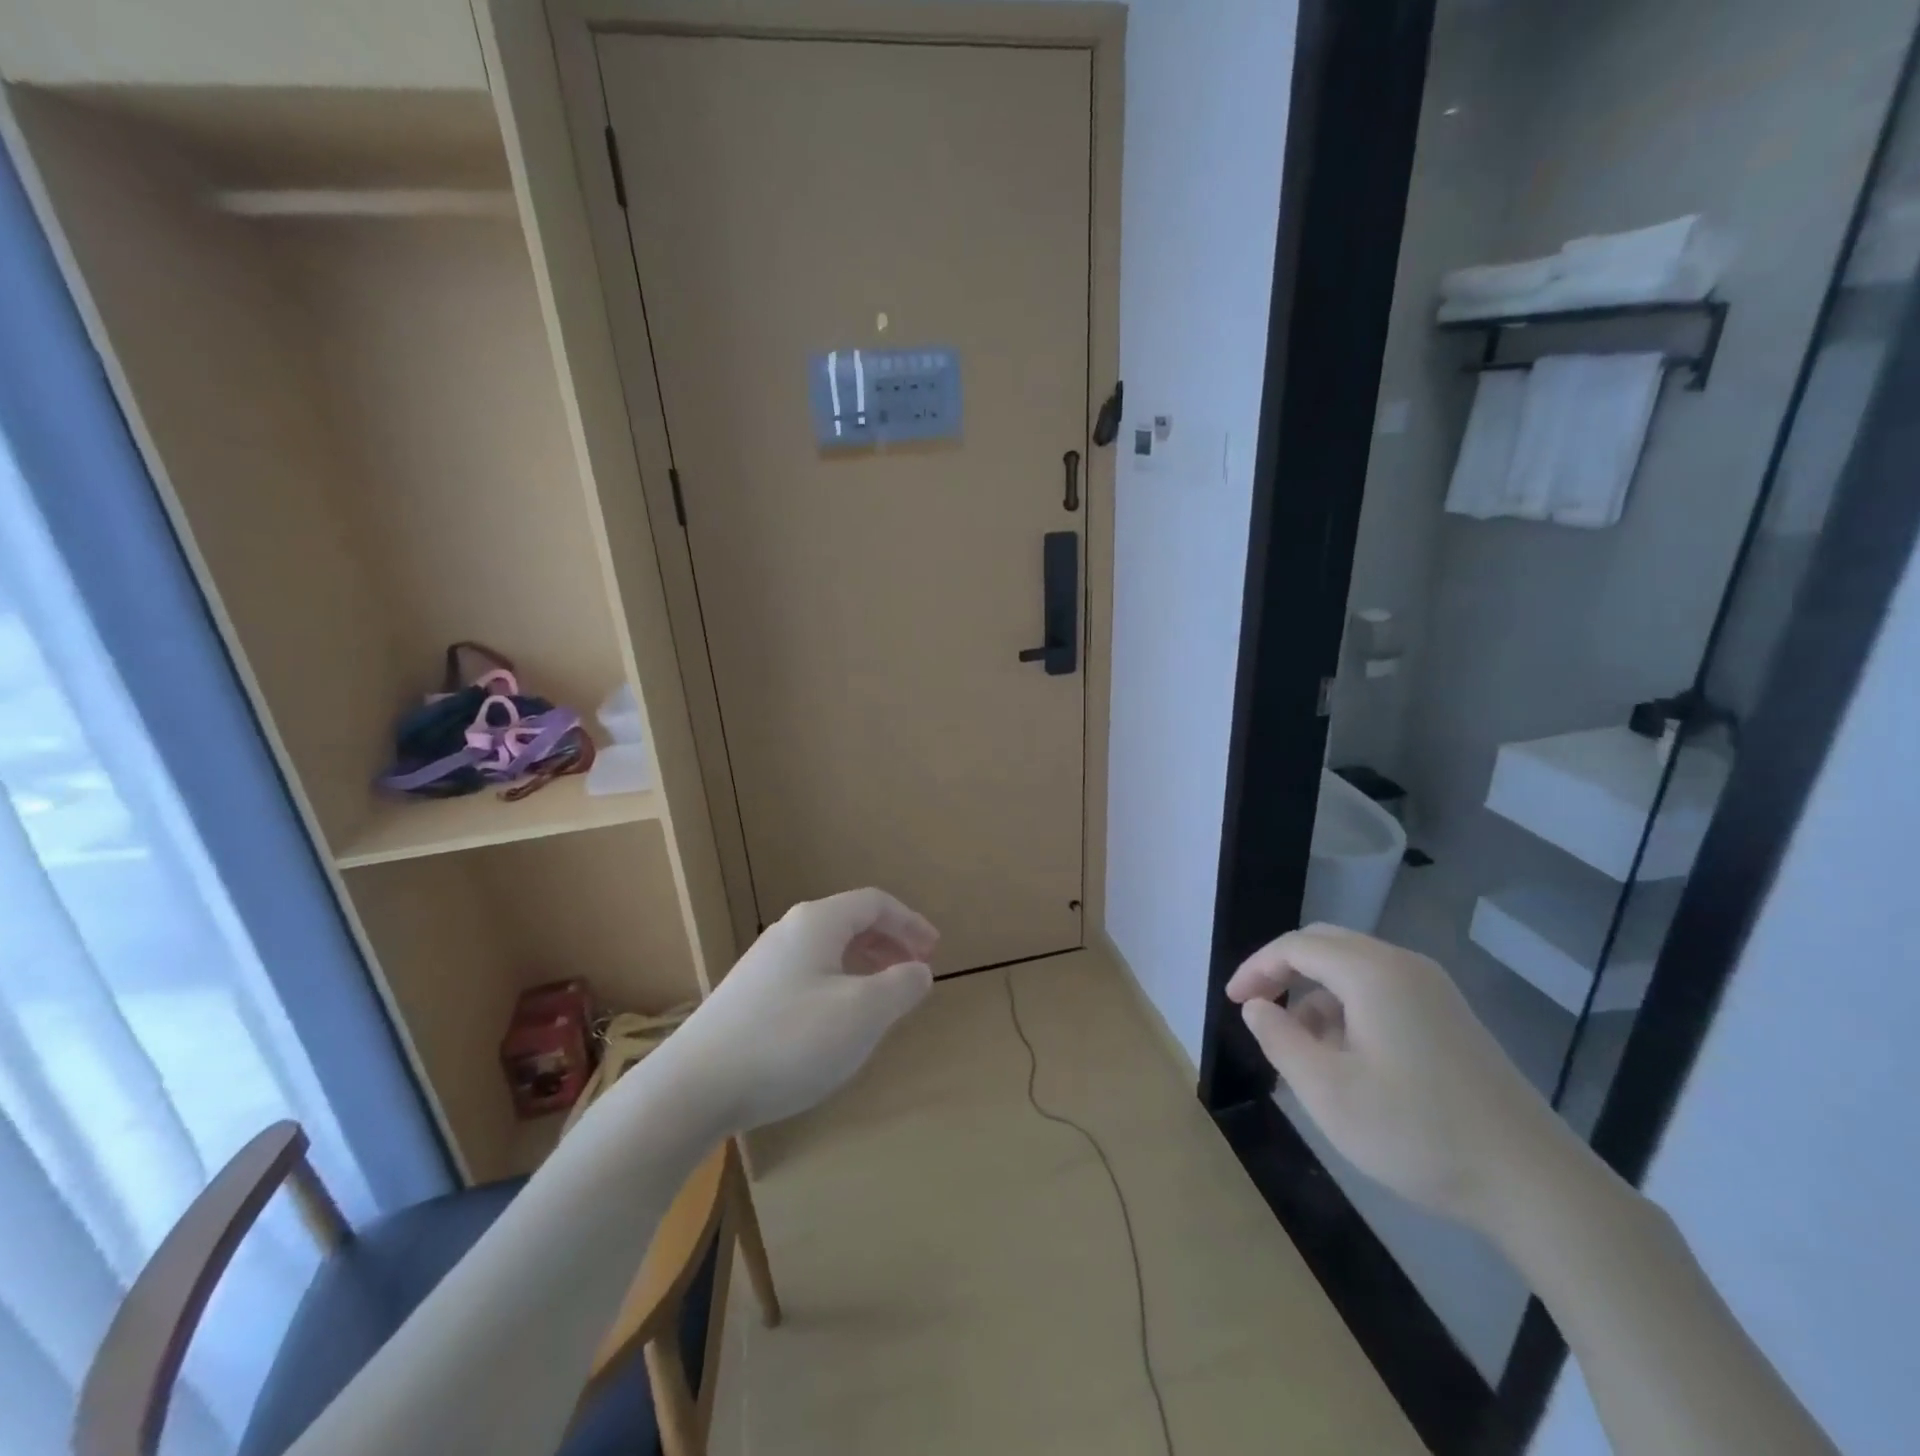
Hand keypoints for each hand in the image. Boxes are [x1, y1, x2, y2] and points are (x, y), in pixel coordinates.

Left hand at [659, 888, 937, 1131]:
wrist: (695, 1086)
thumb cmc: (790, 1040)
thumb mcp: (862, 1014)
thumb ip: (901, 986)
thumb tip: (920, 970)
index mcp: (818, 923)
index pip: (874, 903)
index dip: (910, 922)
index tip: (934, 951)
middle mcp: (789, 932)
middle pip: (850, 923)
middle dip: (889, 943)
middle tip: (915, 971)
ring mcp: (764, 964)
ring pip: (828, 951)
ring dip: (864, 966)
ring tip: (884, 997)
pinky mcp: (748, 996)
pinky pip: (808, 974)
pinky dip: (838, 984)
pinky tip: (838, 1022)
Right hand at [1226, 924, 1576, 1232]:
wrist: (1537, 1185)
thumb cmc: (1419, 1133)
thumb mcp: (1328, 1092)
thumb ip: (1280, 1040)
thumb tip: (1258, 1007)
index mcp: (1372, 973)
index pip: (1296, 946)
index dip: (1256, 968)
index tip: (1233, 1002)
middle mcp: (1404, 966)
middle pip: (1326, 945)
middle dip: (1284, 971)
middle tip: (1258, 1009)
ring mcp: (1435, 991)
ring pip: (1354, 968)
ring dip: (1317, 993)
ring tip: (1303, 1046)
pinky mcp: (1452, 1018)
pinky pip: (1383, 990)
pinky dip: (1350, 1007)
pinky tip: (1349, 1057)